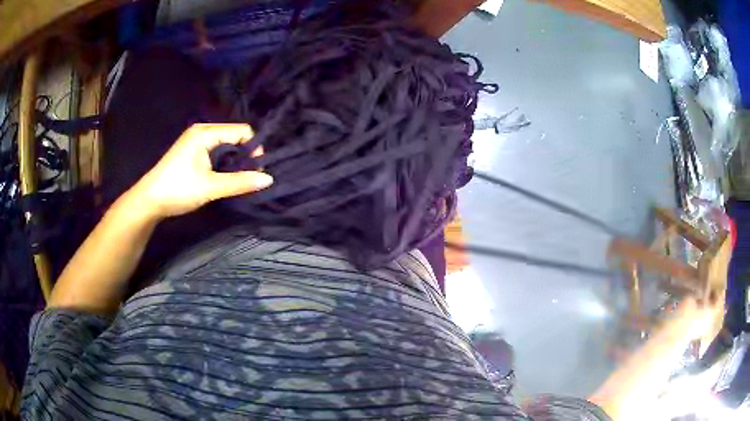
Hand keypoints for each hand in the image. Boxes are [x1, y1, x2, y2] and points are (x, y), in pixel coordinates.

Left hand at [128, 123, 272, 219]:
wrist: (149, 200)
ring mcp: (195, 140)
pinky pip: (216, 150)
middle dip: (245, 154)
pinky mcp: (192, 151)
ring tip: (238, 177)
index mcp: (206, 133)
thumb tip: (269, 179)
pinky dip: (224, 161)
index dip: (253, 148)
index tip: (257, 170)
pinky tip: (223, 175)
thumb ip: (239, 182)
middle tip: (250, 175)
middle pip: (234, 135)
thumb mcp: (210, 187)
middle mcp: (202, 131)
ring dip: (234, 159)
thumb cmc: (178, 189)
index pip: (241, 131)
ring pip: (225, 144)